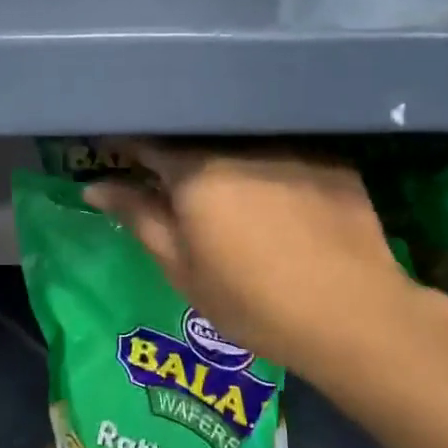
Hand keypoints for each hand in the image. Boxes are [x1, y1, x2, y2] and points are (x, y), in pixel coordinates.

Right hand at [83, 141, 418, 376]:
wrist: (351, 313)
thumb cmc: (252, 300)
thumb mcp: (182, 268)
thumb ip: (138, 217)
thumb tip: (96, 186)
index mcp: (196, 170)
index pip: (146, 140)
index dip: (125, 144)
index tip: (112, 151)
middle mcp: (240, 143)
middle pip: (195, 135)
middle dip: (175, 149)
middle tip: (167, 175)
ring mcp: (290, 145)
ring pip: (241, 139)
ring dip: (223, 152)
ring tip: (224, 182)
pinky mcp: (330, 158)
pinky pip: (284, 149)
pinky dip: (269, 163)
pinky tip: (276, 189)